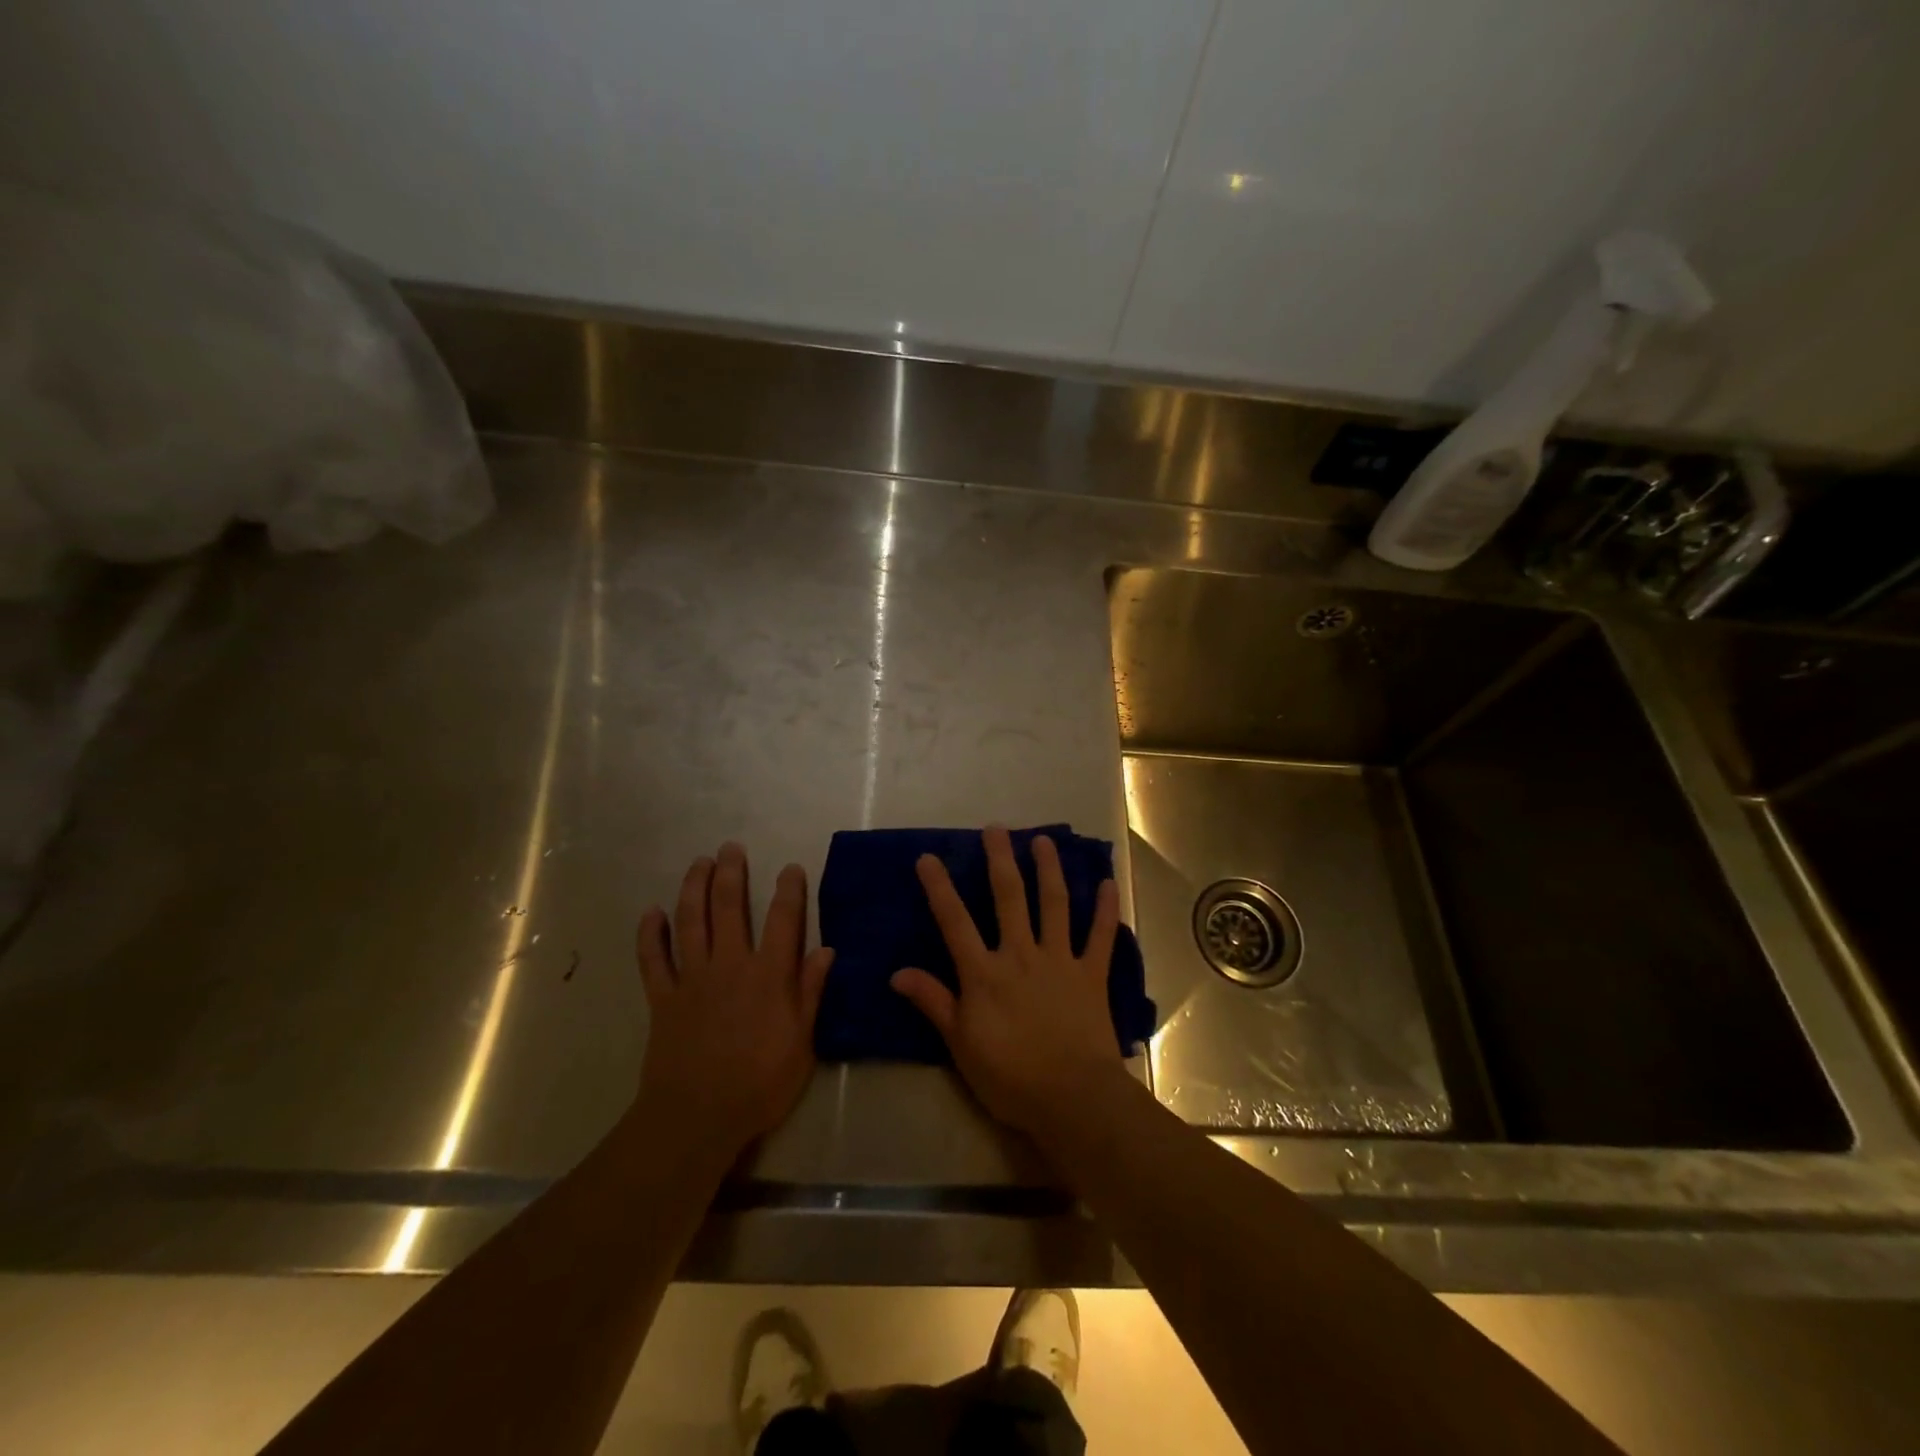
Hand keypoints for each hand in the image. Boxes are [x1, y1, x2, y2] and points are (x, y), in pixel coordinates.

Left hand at [635, 843, 833, 1155]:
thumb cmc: (760, 1083)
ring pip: (690, 923)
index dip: (789, 891)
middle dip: (731, 874)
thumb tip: (826, 950)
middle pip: (729, 908)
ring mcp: (692, 979)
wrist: (697, 1117)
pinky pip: (653, 960)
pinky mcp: (662, 999)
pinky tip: (650, 913)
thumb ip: (812, 992)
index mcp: (768, 975)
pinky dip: (649, 935)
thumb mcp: (802, 1041)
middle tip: (731, 847)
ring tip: (698, 863)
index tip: (791, 868)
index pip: (783, 921)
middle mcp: (729, 965)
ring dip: (693, 889)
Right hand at [891, 826, 1126, 1139]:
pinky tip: (1108, 882)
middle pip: (1008, 898)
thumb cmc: (1010, 1077)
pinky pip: (1101, 935)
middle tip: (996, 828)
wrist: (1072, 1098)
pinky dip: (1105, 908)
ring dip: (1049, 870)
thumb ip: (934, 1003)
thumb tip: (897, 973)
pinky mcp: (1092, 974)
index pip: (955, 922)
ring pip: (1054, 904)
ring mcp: (1059, 960)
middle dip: (1000, 860)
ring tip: (1044, 841)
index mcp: (985, 973)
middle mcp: (1021, 954)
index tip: (928, 857)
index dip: (939, 888)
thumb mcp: (960, 1045)